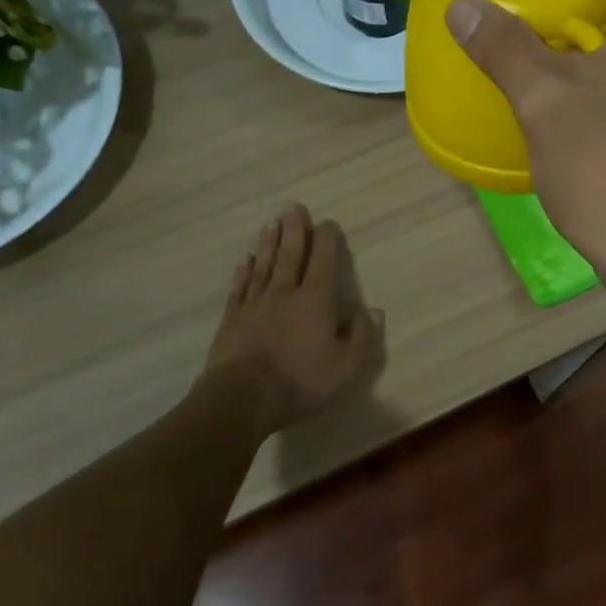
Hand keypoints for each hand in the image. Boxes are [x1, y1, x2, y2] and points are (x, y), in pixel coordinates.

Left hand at [205, 204, 385, 435]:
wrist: (241, 399)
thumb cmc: (300, 382)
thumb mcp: (346, 367)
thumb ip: (362, 336)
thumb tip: (373, 310)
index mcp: (316, 300)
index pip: (324, 261)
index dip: (327, 240)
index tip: (327, 222)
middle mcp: (285, 293)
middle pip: (291, 255)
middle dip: (295, 230)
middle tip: (294, 207)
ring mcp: (255, 304)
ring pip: (264, 265)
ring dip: (269, 243)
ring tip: (272, 223)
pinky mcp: (232, 319)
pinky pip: (240, 288)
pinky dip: (244, 272)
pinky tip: (245, 261)